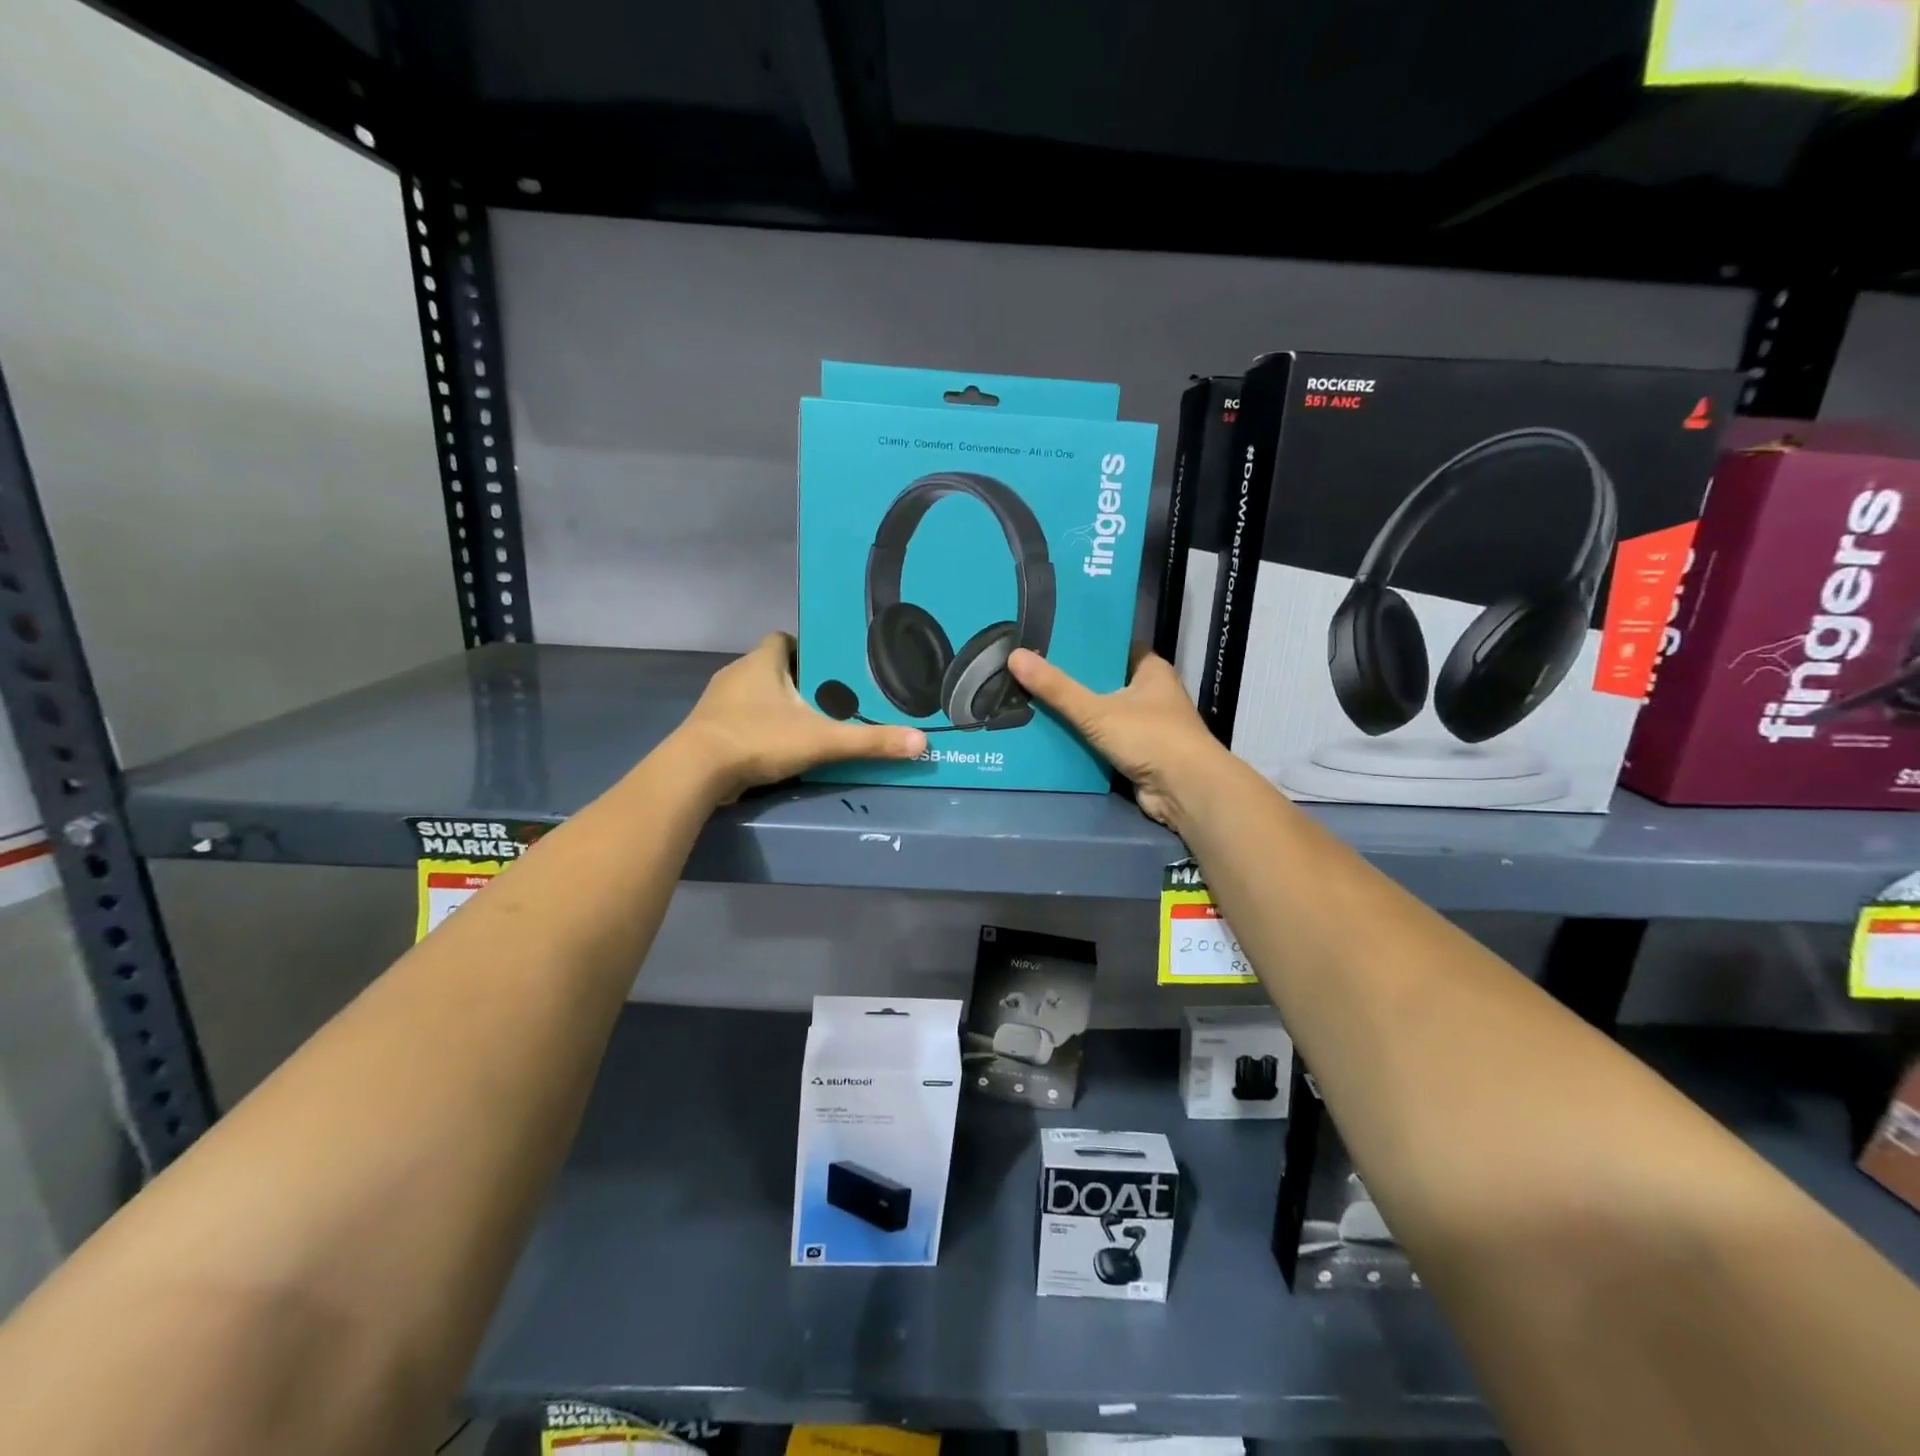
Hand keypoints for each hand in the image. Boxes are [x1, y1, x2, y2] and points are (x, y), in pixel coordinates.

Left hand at [677, 633, 925, 802]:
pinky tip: (777, 747)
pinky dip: (759, 728)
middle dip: (798, 682)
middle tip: (830, 700)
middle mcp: (736, 674)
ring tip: (809, 724)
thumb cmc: (759, 739)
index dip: (806, 649)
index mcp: (761, 662)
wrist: (696, 772)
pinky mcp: (709, 729)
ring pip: (755, 695)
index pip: (783, 638)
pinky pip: (740, 719)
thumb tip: (920, 742)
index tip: (830, 668)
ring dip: (777, 706)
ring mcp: (718, 702)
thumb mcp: (822, 740)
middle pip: (772, 667)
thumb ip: (870, 741)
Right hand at [1008, 647, 1227, 829]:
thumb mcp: (1097, 711)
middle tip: (1034, 672)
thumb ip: (1057, 689)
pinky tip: (1053, 737)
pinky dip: (1085, 741)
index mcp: (1151, 670)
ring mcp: (1148, 726)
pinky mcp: (1141, 755)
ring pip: (1105, 713)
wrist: (1186, 791)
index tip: (1052, 642)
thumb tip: (1015, 656)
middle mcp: (1152, 694)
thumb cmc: (1150, 737)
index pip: (1115, 647)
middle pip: (1106, 681)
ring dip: (1078, 714)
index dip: (1087, 645)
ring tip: (1034, 702)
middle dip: (1075, 681)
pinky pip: (1105, 741)